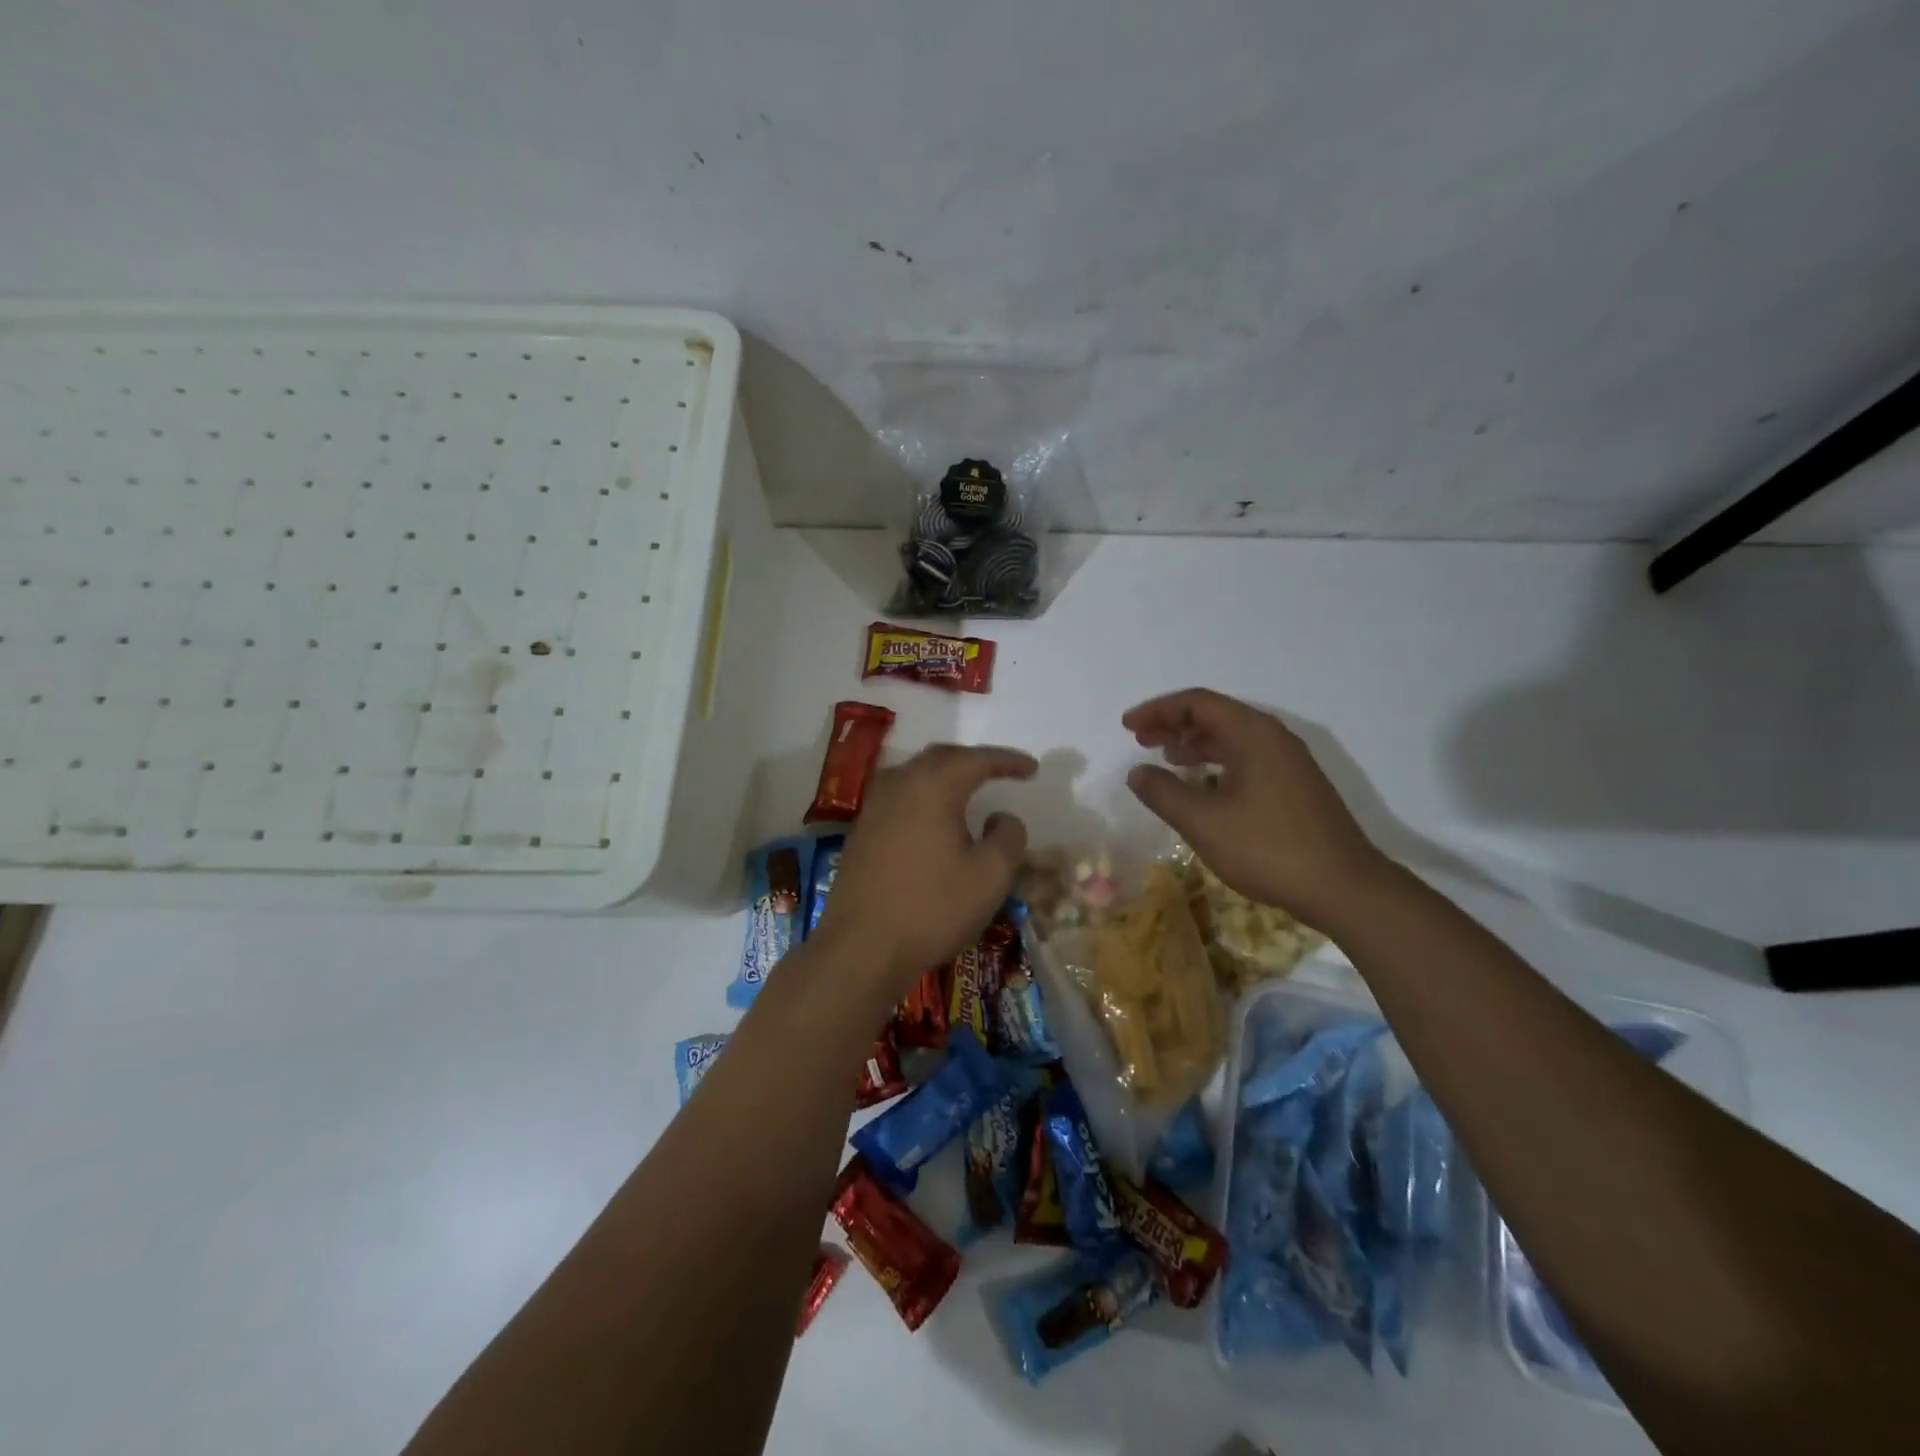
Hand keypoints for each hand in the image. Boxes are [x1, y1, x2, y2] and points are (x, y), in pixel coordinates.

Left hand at [816, 744, 1035, 992]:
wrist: (861, 947)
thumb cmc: (932, 909)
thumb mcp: (990, 877)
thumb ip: (1008, 837)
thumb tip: (1002, 818)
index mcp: (934, 787)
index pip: (976, 759)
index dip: (1007, 760)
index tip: (1032, 767)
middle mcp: (900, 785)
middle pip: (940, 758)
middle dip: (973, 760)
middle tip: (999, 771)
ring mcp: (874, 807)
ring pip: (914, 774)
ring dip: (944, 775)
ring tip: (967, 789)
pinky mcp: (861, 831)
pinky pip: (898, 796)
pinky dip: (923, 796)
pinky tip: (931, 818)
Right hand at [1122, 689, 1388, 928]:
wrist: (1343, 887)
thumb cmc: (1267, 848)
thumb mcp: (1203, 822)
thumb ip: (1163, 792)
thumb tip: (1137, 772)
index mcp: (1252, 733)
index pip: (1197, 703)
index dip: (1158, 711)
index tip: (1128, 727)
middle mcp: (1273, 737)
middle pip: (1216, 715)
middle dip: (1174, 724)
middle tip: (1140, 740)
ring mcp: (1289, 761)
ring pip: (1233, 737)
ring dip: (1195, 743)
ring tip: (1166, 758)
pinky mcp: (1296, 785)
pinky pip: (1247, 757)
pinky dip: (1217, 761)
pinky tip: (1204, 785)